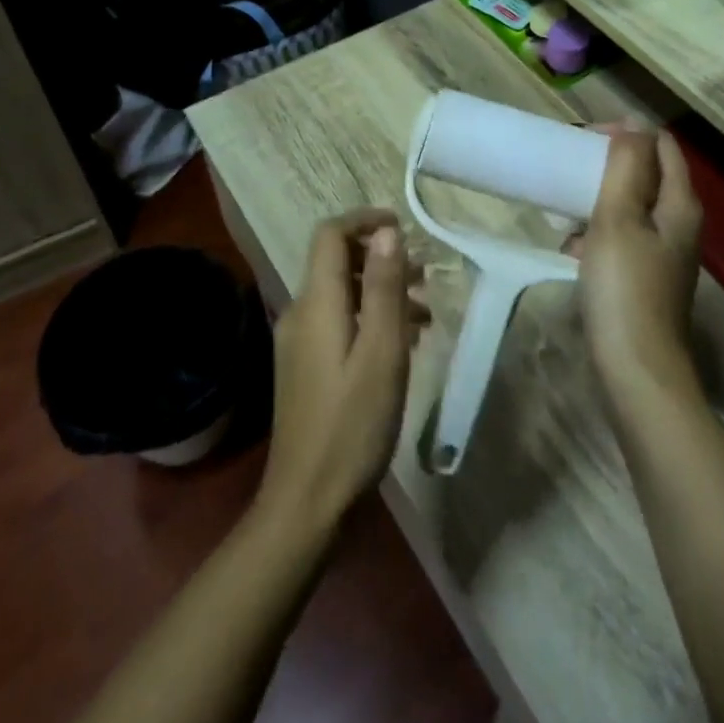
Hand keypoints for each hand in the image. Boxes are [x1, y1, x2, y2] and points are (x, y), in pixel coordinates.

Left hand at [257, 210, 422, 535]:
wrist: (308, 502)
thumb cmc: (353, 424)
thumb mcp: (382, 351)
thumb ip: (383, 287)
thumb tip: (387, 231)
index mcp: (316, 302)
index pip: (330, 234)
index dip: (365, 220)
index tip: (403, 228)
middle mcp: (300, 313)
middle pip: (337, 262)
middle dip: (381, 258)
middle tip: (425, 276)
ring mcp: (298, 342)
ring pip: (341, 294)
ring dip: (380, 291)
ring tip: (425, 312)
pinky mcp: (305, 366)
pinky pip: (338, 322)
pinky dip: (369, 318)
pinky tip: (402, 344)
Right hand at [573, 129, 703, 394]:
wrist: (637, 371)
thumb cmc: (624, 288)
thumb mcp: (618, 218)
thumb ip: (626, 166)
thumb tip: (634, 123)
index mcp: (680, 204)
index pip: (661, 144)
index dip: (626, 132)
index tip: (584, 139)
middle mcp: (680, 224)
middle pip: (647, 174)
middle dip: (609, 164)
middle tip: (570, 167)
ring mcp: (666, 253)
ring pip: (632, 206)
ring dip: (599, 198)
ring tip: (565, 207)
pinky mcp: (648, 277)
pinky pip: (624, 237)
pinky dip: (599, 232)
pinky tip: (572, 247)